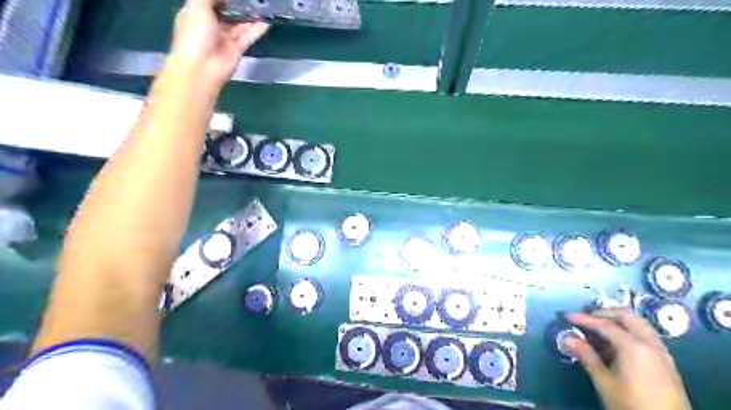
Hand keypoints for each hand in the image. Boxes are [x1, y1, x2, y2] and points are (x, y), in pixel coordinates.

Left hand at [169, 0, 266, 91]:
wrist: (202, 67)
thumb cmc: (195, 34)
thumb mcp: (197, 6)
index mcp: (196, 14)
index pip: (210, 2)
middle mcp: (211, 25)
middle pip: (226, 13)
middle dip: (237, 5)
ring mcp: (225, 39)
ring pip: (239, 25)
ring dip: (249, 16)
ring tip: (262, 6)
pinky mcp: (237, 50)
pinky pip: (248, 37)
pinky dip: (257, 30)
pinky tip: (266, 22)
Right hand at [564, 309, 691, 408]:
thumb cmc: (631, 404)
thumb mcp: (604, 381)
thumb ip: (586, 356)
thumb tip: (568, 338)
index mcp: (634, 347)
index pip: (604, 324)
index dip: (583, 318)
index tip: (567, 316)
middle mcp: (650, 344)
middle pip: (627, 316)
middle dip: (605, 313)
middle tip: (586, 318)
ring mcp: (662, 353)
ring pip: (639, 324)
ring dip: (618, 321)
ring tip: (599, 329)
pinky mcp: (666, 362)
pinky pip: (646, 336)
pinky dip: (629, 331)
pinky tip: (616, 344)